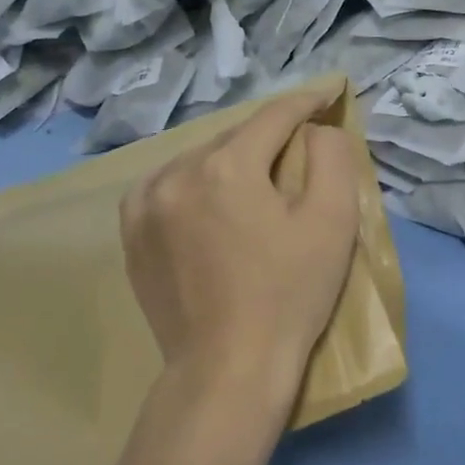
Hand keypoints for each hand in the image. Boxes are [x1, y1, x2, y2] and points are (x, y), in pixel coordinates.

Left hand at [120, 87, 362, 415]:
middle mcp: (177, 172)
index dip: (306, 102)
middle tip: (300, 148)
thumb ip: (332, 157)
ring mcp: (145, 202)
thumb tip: (315, 130)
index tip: (329, 94)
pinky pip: (170, 184)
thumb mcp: (332, 222)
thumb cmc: (289, 296)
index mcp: (227, 166)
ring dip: (232, 160)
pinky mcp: (132, 231)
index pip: (274, 116)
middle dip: (270, 138)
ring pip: (200, 159)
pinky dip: (197, 182)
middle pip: (236, 137)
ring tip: (257, 180)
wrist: (227, 370)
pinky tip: (213, 202)